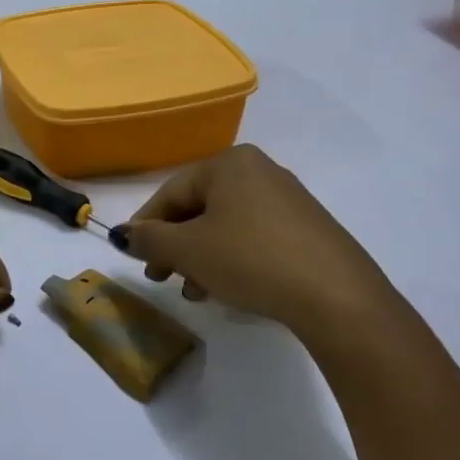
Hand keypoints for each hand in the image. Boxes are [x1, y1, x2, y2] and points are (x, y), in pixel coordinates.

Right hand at [117, 144, 400, 333]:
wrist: (336, 296)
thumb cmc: (251, 259)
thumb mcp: (189, 250)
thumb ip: (149, 239)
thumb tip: (123, 234)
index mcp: (230, 163)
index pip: (171, 191)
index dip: (146, 225)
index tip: (133, 256)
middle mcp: (259, 171)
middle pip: (199, 208)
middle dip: (175, 245)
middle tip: (161, 277)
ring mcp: (287, 200)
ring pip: (225, 226)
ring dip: (201, 258)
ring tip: (194, 291)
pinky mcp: (306, 229)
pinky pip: (253, 238)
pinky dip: (231, 259)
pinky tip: (226, 290)